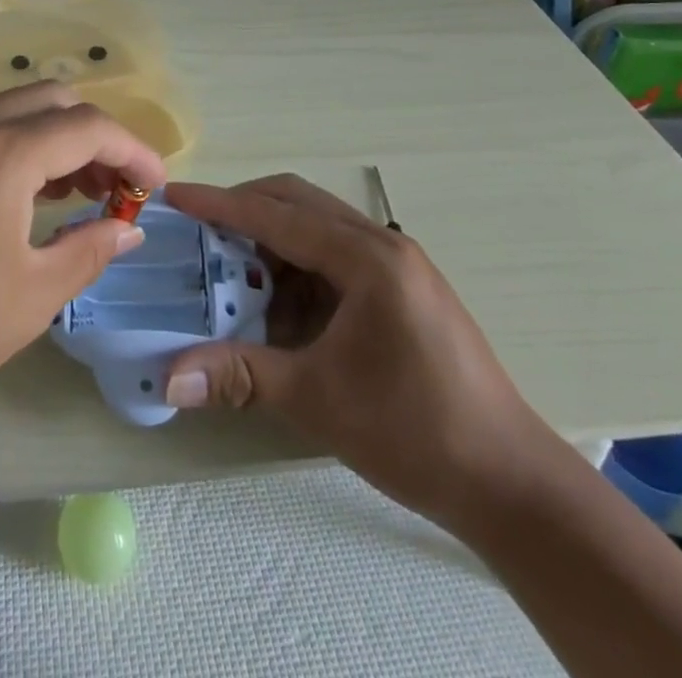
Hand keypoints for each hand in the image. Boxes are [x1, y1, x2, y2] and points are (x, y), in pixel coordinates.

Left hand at [0, 83, 165, 411]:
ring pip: (16, 107)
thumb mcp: (34, 295)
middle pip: (51, 99)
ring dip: (58, 136)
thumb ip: (91, 247)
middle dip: (96, 135)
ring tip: (88, 191)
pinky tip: (40, 190)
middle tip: (119, 187)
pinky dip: (22, 143)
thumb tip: (128, 226)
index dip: (132, 149)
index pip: (84, 126)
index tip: (156, 184)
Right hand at [162, 175, 556, 527]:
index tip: (174, 196)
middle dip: (243, 210)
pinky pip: (335, 254)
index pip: (276, 215)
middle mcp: (382, 244)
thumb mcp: (318, 400)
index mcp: (366, 258)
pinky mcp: (402, 288)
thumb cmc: (415, 432)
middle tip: (198, 231)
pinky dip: (297, 266)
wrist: (512, 485)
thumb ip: (240, 375)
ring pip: (316, 225)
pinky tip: (280, 305)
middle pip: (297, 202)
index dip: (219, 204)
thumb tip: (168, 379)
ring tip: (233, 274)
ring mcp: (398, 264)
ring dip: (271, 240)